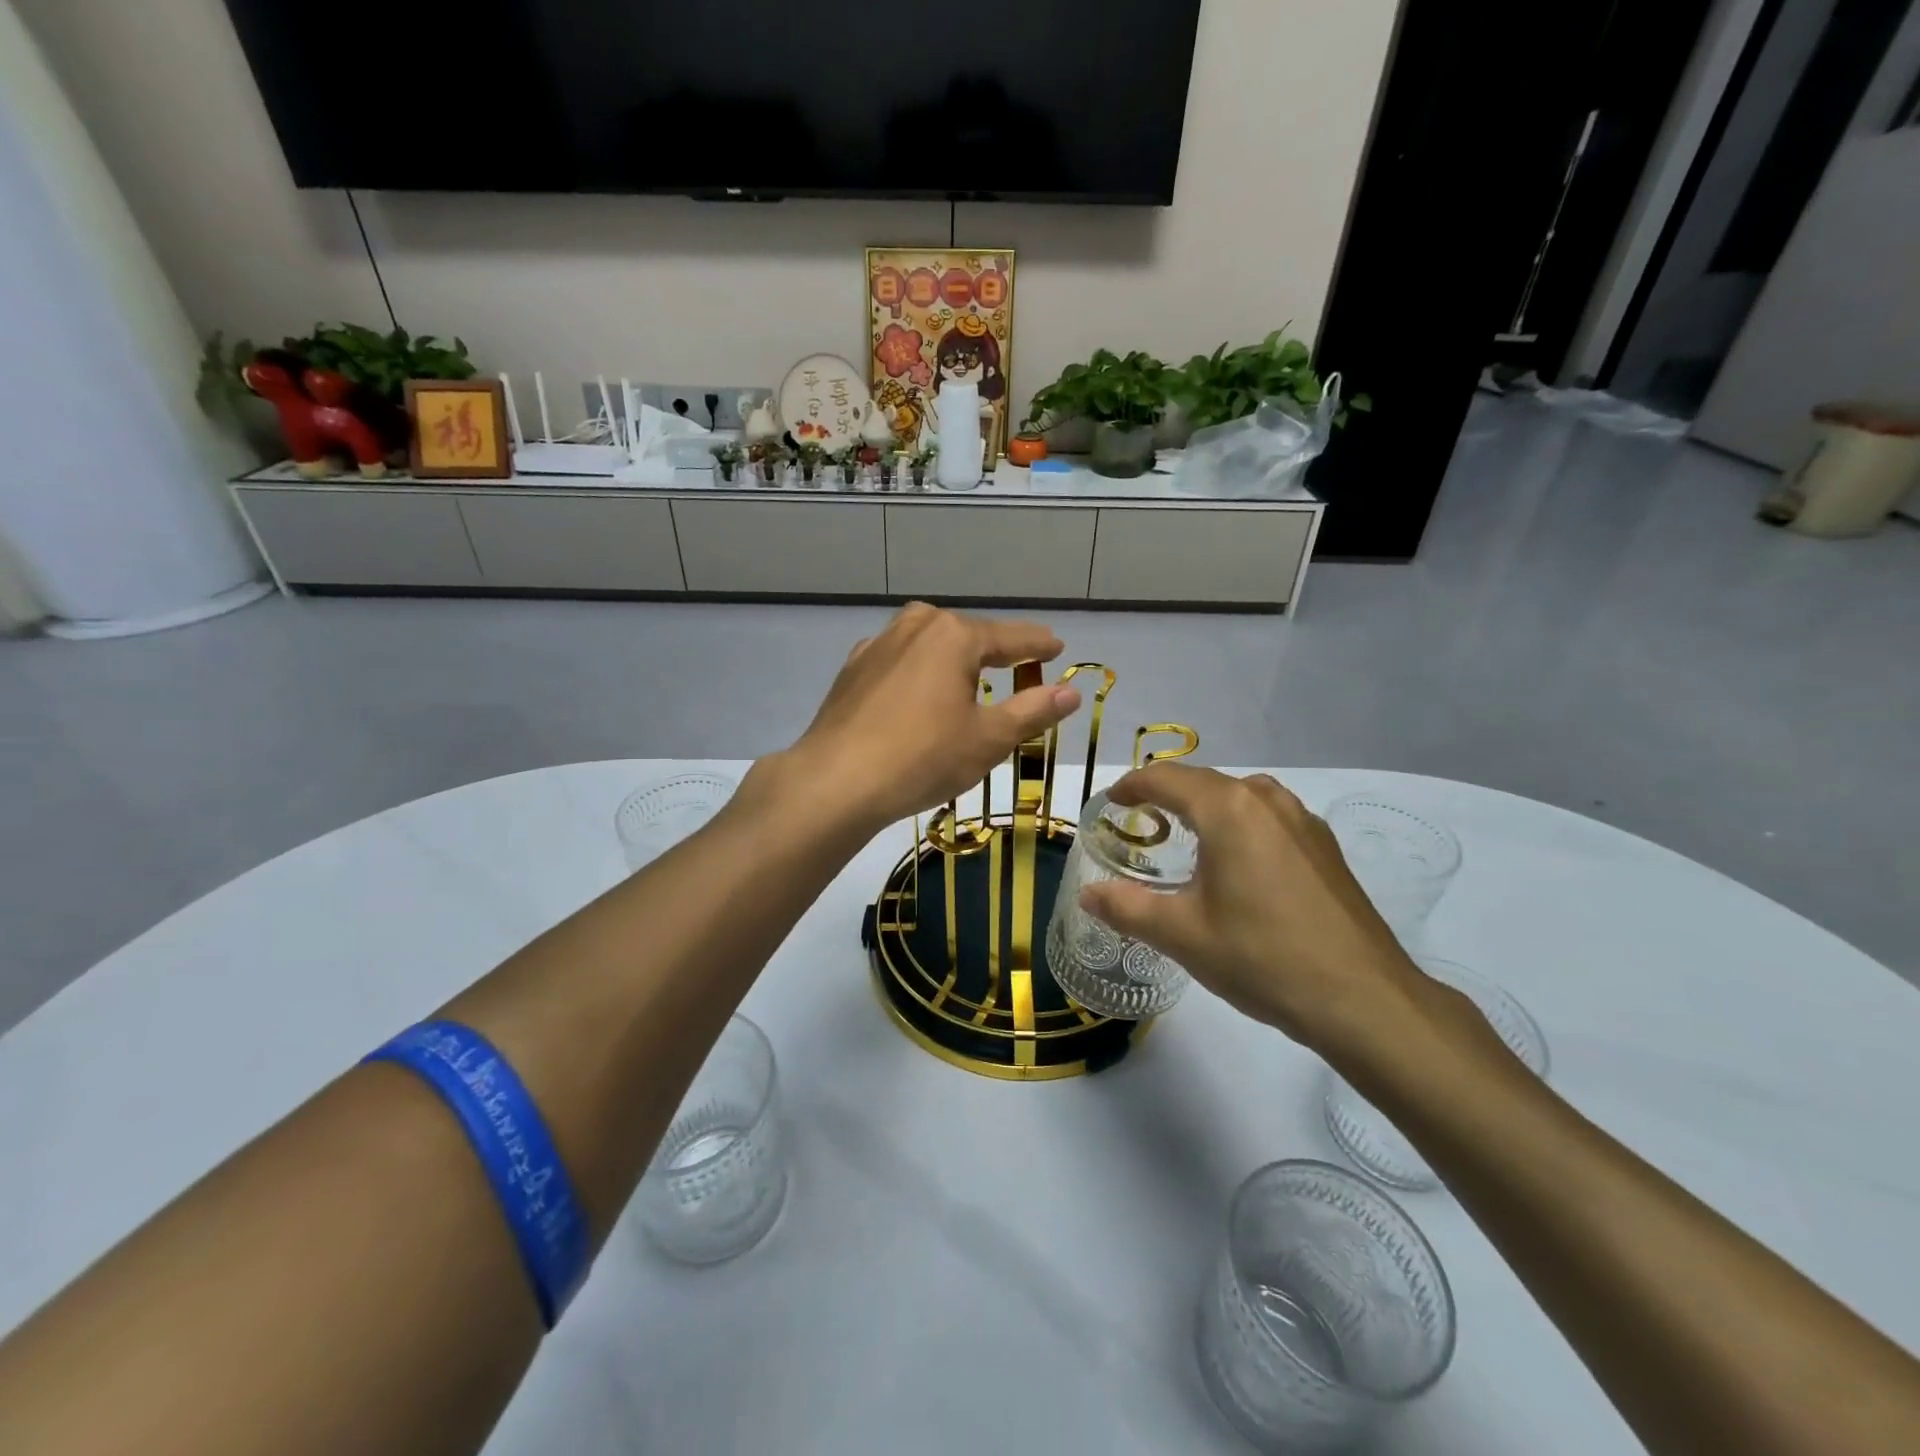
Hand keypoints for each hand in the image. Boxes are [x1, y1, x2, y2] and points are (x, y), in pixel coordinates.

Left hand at [785, 603, 1081, 829]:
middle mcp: (916, 626)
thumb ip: (1032, 711)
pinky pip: (900, 661)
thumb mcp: (989, 739)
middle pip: (967, 635)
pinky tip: (918, 693)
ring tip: (968, 677)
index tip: (1057, 648)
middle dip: (994, 650)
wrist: (836, 780)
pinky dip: (919, 672)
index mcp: (954, 635)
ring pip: (929, 643)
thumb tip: (1070, 693)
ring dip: (953, 658)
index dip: (1038, 645)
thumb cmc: (924, 757)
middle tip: (1018, 666)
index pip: (1010, 637)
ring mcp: (878, 644)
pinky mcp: (853, 669)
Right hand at [1078, 764, 1428, 1058]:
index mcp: (1228, 809)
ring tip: (1183, 839)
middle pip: (1202, 782)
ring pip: (1239, 797)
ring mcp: (1303, 821)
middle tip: (1138, 824)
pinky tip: (1235, 864)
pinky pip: (1267, 818)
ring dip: (1204, 808)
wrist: (1363, 1000)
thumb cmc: (1261, 957)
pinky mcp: (1324, 846)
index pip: (1165, 778)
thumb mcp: (1182, 934)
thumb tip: (1088, 894)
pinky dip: (1237, 825)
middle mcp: (1267, 799)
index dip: (1131, 787)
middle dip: (1165, 796)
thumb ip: (1126, 907)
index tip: (1109, 805)